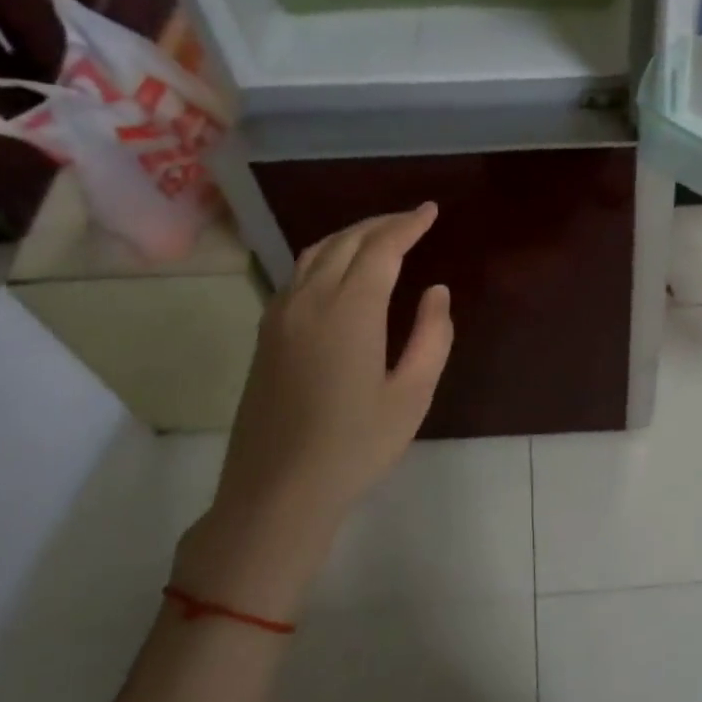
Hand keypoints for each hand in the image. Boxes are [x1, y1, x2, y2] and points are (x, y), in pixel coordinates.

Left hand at [174, 203, 452, 617]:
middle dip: (382, 224)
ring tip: (381, 236)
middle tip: (413, 220)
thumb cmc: (355, 446)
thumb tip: (435, 292)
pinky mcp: (267, 334)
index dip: (408, 225)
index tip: (431, 211)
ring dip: (352, 236)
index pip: (381, 248)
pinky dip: (327, 256)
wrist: (278, 490)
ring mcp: (281, 315)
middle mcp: (309, 299)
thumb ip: (432, 336)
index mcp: (349, 310)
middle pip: (347, 241)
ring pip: (317, 253)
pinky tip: (341, 271)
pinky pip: (298, 274)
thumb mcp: (412, 395)